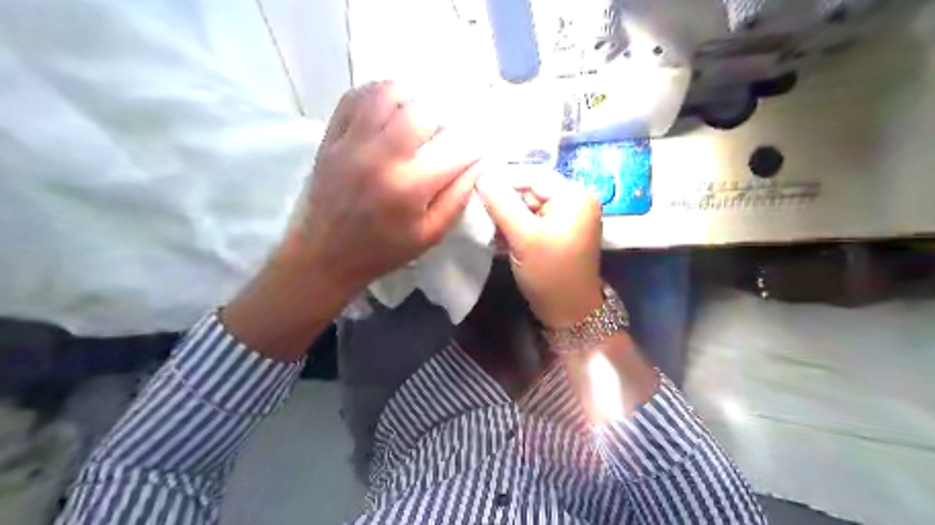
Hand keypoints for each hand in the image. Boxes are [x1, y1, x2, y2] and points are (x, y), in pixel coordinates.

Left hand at [281, 79, 476, 297]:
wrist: (325, 256)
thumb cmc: (383, 250)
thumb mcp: (430, 235)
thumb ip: (458, 198)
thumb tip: (479, 163)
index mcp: (409, 187)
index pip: (456, 148)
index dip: (473, 144)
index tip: (475, 149)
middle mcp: (381, 157)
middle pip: (422, 110)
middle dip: (445, 117)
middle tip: (446, 132)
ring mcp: (351, 143)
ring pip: (387, 93)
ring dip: (411, 98)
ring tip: (418, 116)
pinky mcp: (331, 138)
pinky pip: (355, 97)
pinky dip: (377, 95)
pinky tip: (389, 110)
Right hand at [476, 168, 605, 326]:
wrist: (569, 313)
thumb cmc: (549, 274)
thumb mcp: (523, 237)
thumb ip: (501, 203)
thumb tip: (480, 176)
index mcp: (574, 196)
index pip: (532, 175)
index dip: (502, 180)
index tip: (473, 187)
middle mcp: (576, 200)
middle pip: (531, 189)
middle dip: (505, 201)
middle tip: (479, 211)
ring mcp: (570, 216)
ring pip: (529, 205)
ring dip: (508, 215)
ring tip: (488, 227)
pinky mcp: (562, 231)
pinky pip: (535, 219)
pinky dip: (517, 226)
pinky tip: (501, 236)